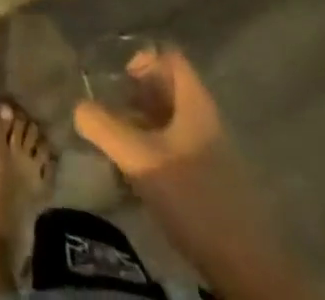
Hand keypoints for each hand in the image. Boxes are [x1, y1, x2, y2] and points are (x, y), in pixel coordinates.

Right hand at [73, 48, 226, 182]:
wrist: (246, 268)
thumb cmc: (193, 197)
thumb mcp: (139, 158)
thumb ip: (104, 128)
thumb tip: (78, 107)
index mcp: (195, 102)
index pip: (169, 57)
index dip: (143, 59)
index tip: (119, 80)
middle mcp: (206, 119)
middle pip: (168, 90)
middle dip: (136, 96)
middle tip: (110, 112)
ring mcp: (212, 152)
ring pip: (170, 123)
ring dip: (142, 127)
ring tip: (117, 145)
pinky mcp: (211, 182)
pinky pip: (177, 151)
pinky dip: (154, 153)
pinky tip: (138, 177)